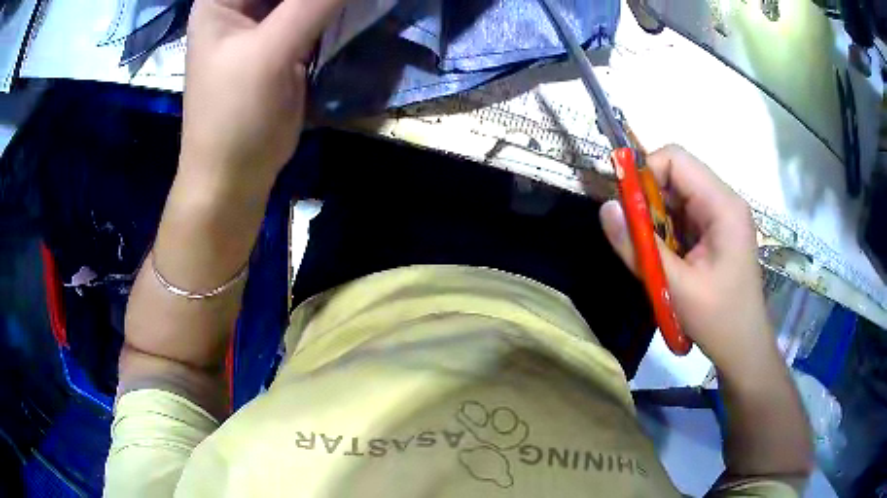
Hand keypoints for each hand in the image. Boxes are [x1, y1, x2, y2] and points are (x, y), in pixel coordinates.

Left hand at [181, 0, 343, 193]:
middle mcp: (241, 4)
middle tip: (346, 0)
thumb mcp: (271, 50)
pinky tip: (359, 8)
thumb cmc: (234, 115)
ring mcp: (264, 23)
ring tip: (360, 3)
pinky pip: (315, 13)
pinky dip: (337, 9)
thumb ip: (314, 1)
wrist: (234, 176)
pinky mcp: (284, 43)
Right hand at [600, 145, 774, 375]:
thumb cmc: (718, 320)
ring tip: (653, 254)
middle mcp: (724, 201)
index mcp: (722, 205)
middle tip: (635, 237)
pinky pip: (683, 215)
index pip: (676, 159)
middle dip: (649, 200)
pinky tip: (667, 260)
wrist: (744, 348)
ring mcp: (721, 215)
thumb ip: (638, 247)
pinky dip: (666, 232)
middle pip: (676, 175)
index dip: (645, 174)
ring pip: (676, 196)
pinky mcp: (716, 231)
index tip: (624, 207)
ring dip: (656, 219)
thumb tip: (605, 208)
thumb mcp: (675, 287)